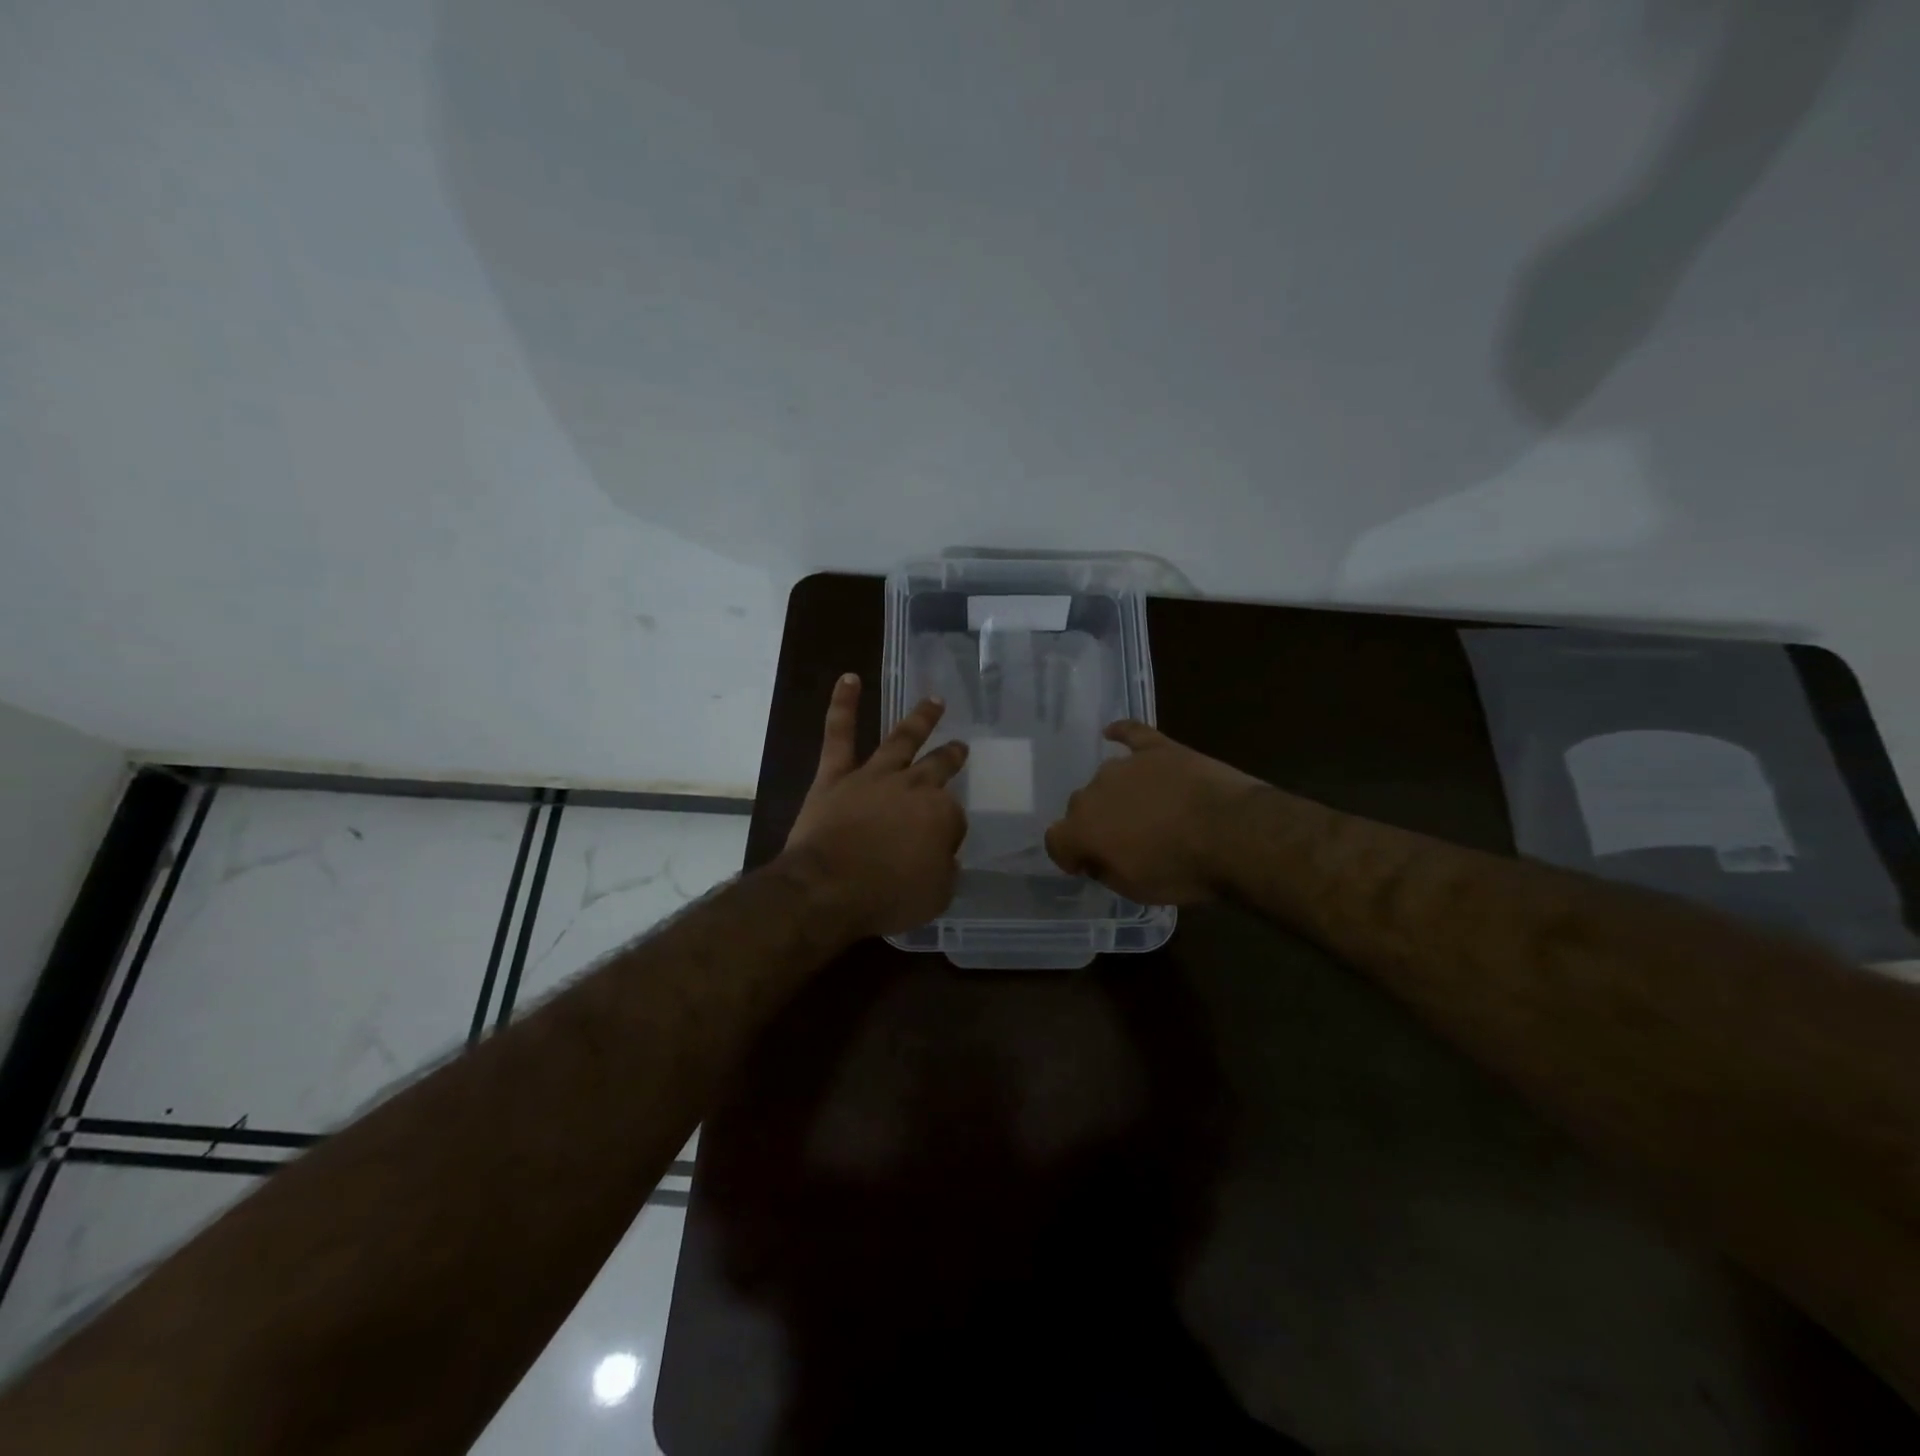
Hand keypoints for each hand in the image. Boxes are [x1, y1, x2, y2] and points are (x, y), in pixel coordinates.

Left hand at [780, 674, 969, 940]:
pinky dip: (843, 705)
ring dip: (920, 719)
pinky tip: (849, 678)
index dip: (949, 833)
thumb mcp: (936, 896)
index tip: (941, 848)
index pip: (954, 817)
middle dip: (950, 756)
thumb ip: (945, 870)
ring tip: (934, 700)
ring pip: (901, 739)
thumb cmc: (888, 896)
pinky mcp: (836, 775)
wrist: (829, 887)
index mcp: (942, 814)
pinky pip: (839, 733)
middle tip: (960, 747)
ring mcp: (874, 775)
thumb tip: (943, 857)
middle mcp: (913, 786)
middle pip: (938, 767)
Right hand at [1044, 721, 1263, 905]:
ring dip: (1116, 794)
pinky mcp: (1158, 748)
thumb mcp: (1136, 889)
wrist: (1233, 833)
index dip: (1067, 854)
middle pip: (1080, 806)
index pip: (1056, 839)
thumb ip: (1106, 869)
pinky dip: (1121, 734)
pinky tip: (1113, 733)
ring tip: (1143, 809)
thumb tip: (1097, 857)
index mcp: (1083, 829)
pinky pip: (1131, 733)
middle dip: (1094, 823)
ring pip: (1107, 778)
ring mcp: (1126, 765)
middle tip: (1122, 841)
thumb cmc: (1183, 870)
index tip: (1084, 865)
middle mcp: (1094, 791)